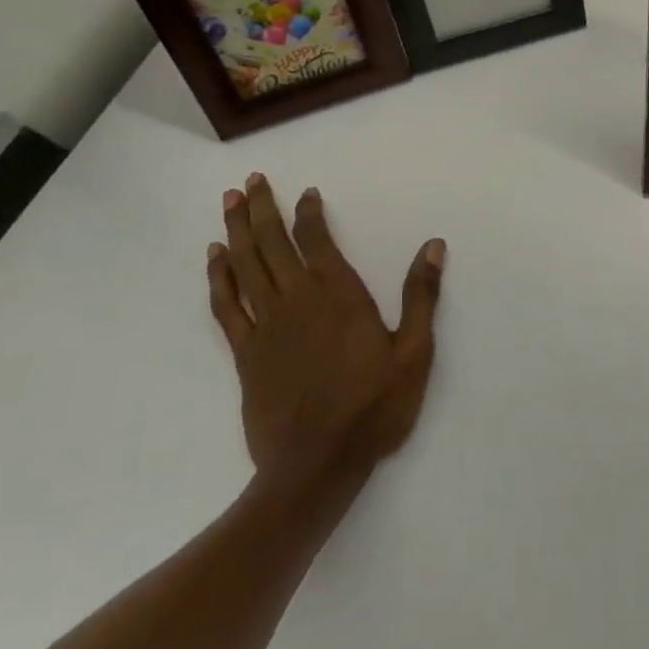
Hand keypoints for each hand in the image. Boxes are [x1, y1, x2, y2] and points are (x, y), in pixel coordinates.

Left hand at [206, 175, 443, 480]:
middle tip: (251, 180)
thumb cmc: (372, 409)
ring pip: (246, 265)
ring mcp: (266, 326)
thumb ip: (421, 296)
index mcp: (339, 295)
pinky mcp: (245, 353)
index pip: (317, 240)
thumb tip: (433, 245)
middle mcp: (298, 300)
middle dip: (262, 208)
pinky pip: (226, 305)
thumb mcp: (414, 354)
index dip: (309, 213)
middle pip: (273, 243)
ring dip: (237, 230)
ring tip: (230, 201)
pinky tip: (215, 257)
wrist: (316, 468)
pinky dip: (219, 277)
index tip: (305, 192)